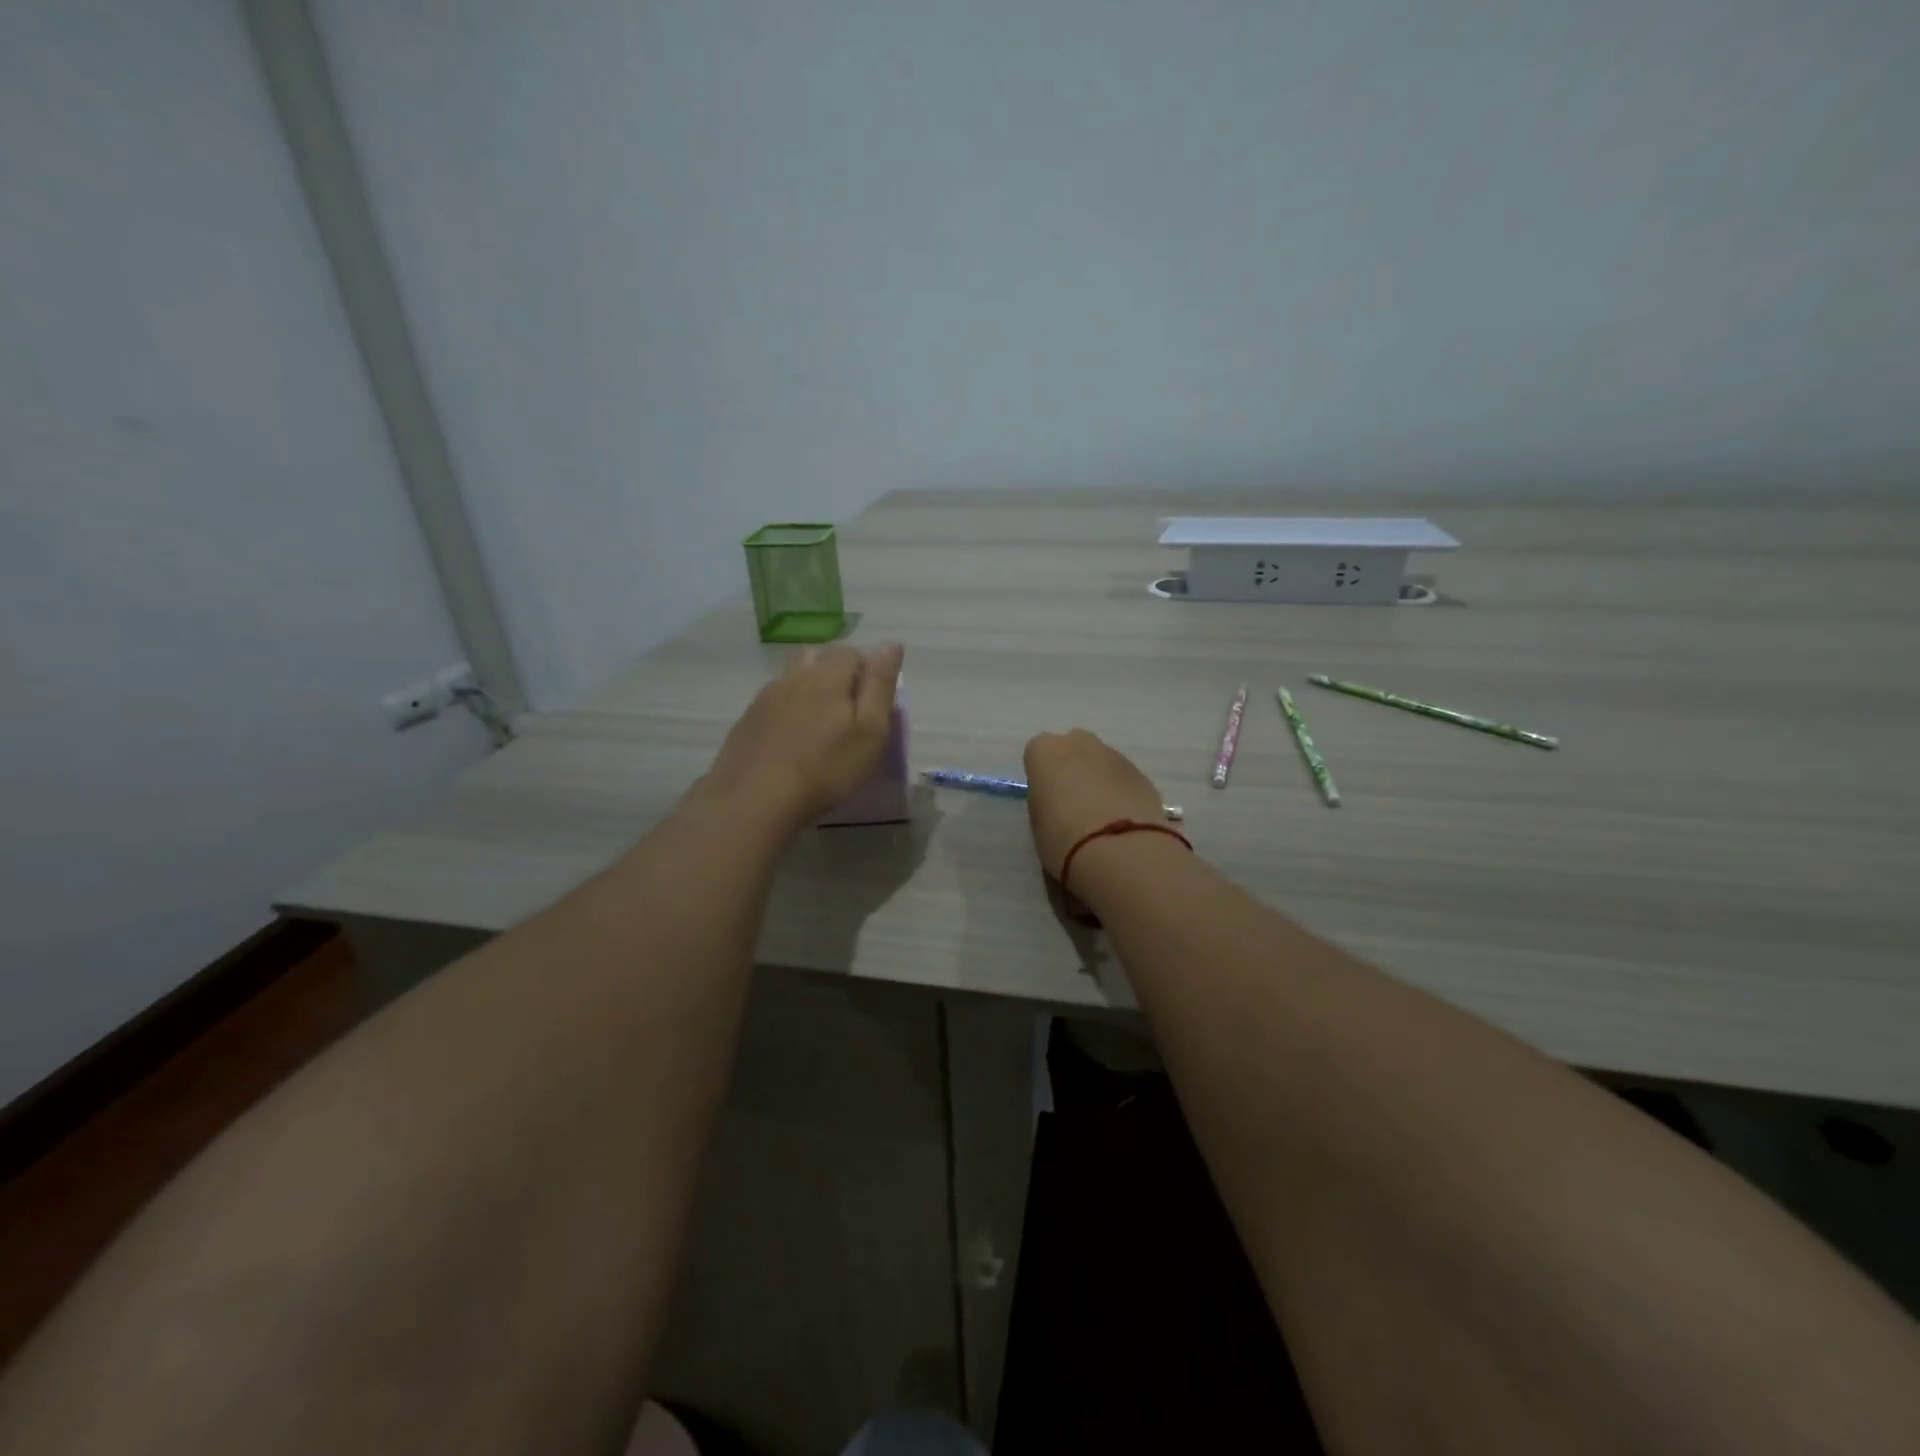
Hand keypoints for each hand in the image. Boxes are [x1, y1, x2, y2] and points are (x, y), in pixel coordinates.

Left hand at [700, 643, 904, 830]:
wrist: (755, 799)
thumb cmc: (826, 768)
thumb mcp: (870, 730)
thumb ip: (880, 685)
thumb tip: (891, 644)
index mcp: (827, 676)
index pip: (851, 652)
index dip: (866, 671)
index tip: (871, 703)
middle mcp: (793, 677)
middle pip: (818, 658)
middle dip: (836, 674)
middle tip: (847, 713)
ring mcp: (765, 698)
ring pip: (793, 679)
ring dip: (809, 690)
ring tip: (819, 725)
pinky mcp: (747, 720)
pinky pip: (773, 703)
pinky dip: (787, 711)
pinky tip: (790, 740)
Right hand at [1022, 729, 1167, 878]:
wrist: (1118, 849)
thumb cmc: (1063, 837)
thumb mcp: (1037, 822)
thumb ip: (1046, 801)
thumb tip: (1058, 802)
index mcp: (1045, 752)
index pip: (1037, 753)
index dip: (1042, 776)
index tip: (1046, 798)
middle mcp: (1079, 744)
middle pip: (1073, 748)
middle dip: (1073, 768)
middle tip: (1073, 802)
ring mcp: (1114, 755)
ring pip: (1101, 762)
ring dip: (1099, 780)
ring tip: (1101, 817)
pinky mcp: (1142, 774)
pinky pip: (1124, 778)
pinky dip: (1121, 792)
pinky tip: (1122, 820)